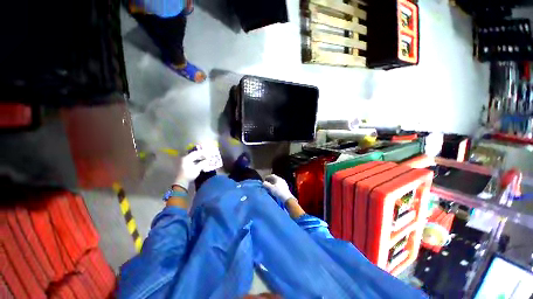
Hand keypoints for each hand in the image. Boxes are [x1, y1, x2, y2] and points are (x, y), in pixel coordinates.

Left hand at [174, 151, 207, 189]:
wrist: (181, 182)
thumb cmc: (189, 174)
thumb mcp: (197, 169)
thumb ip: (202, 163)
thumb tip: (207, 160)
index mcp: (187, 158)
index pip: (196, 153)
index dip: (203, 153)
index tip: (208, 155)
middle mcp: (184, 158)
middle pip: (194, 154)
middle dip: (201, 155)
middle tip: (207, 157)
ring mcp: (184, 161)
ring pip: (193, 157)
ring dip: (199, 158)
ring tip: (204, 159)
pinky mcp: (184, 165)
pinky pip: (191, 160)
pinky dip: (196, 160)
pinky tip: (200, 162)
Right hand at [263, 174, 294, 202]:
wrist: (286, 198)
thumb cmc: (278, 192)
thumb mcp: (271, 188)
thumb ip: (266, 184)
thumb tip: (263, 182)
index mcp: (278, 178)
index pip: (272, 175)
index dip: (268, 177)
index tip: (264, 179)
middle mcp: (281, 179)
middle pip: (275, 179)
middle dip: (270, 180)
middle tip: (267, 183)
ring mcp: (284, 183)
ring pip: (277, 182)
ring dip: (273, 183)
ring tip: (270, 187)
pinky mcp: (285, 187)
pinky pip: (279, 185)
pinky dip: (276, 186)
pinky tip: (274, 189)